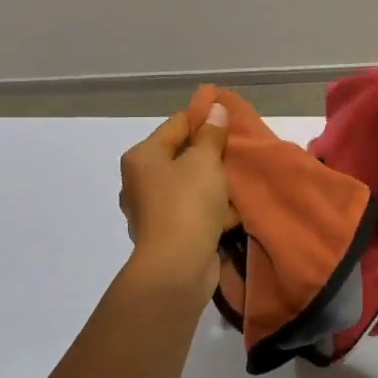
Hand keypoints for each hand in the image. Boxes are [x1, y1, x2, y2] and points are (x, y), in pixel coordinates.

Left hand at [118, 105, 233, 294]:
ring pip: (187, 184)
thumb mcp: (204, 161)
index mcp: (142, 157)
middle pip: (180, 155)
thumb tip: (215, 108)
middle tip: (237, 148)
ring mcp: (151, 210)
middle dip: (209, 152)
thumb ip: (211, 134)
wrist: (177, 268)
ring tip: (238, 177)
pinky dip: (209, 208)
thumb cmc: (187, 204)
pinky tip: (231, 208)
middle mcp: (139, 181)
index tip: (229, 116)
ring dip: (211, 182)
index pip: (176, 124)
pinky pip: (191, 210)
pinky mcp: (166, 234)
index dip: (203, 117)